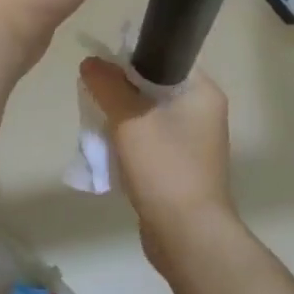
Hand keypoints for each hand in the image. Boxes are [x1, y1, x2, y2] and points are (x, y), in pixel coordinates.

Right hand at [80, 59, 235, 269]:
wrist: (187, 235)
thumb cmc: (164, 168)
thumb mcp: (129, 120)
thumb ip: (107, 86)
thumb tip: (90, 62)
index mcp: (202, 93)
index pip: (164, 57)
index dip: (130, 57)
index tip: (101, 68)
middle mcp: (202, 112)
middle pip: (152, 86)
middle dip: (120, 91)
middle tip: (94, 97)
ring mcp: (193, 141)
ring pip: (147, 114)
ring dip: (121, 118)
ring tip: (97, 125)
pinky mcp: (180, 165)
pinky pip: (149, 140)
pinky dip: (128, 141)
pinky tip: (109, 151)